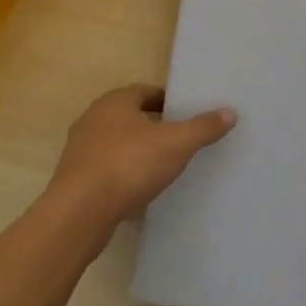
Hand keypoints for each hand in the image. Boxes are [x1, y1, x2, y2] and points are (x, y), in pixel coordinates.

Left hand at [48, 84, 236, 225]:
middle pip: (130, 116)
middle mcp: (93, 119)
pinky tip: (139, 189)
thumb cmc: (129, 165)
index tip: (186, 114)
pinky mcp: (74, 179)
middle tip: (179, 138)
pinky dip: (123, 174)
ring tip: (162, 165)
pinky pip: (105, 169)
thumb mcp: (176, 144)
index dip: (168, 101)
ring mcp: (79, 150)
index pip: (146, 91)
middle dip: (153, 125)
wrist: (79, 213)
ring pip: (116, 143)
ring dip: (136, 150)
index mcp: (115, 102)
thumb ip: (203, 127)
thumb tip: (230, 112)